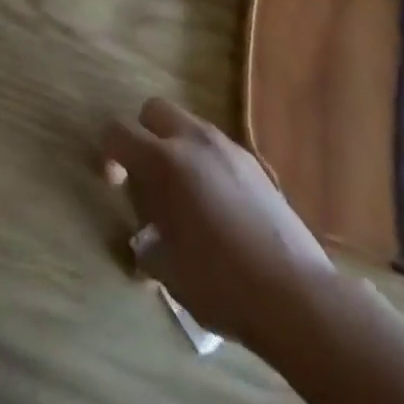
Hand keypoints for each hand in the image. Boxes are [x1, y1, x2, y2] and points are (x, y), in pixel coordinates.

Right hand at [102, 97, 335, 349]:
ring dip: (177, 148)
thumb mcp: (169, 272)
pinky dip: (206, 163)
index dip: (108, 152)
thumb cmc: (221, 283)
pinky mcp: (254, 162)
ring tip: (186, 196)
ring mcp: (228, 147)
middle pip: (154, 109)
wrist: (295, 294)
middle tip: (148, 180)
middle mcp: (193, 140)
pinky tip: (218, 206)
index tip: (115, 183)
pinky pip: (217, 147)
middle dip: (144, 135)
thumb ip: (147, 246)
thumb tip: (145, 242)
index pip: (118, 131)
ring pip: (189, 125)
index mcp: (164, 161)